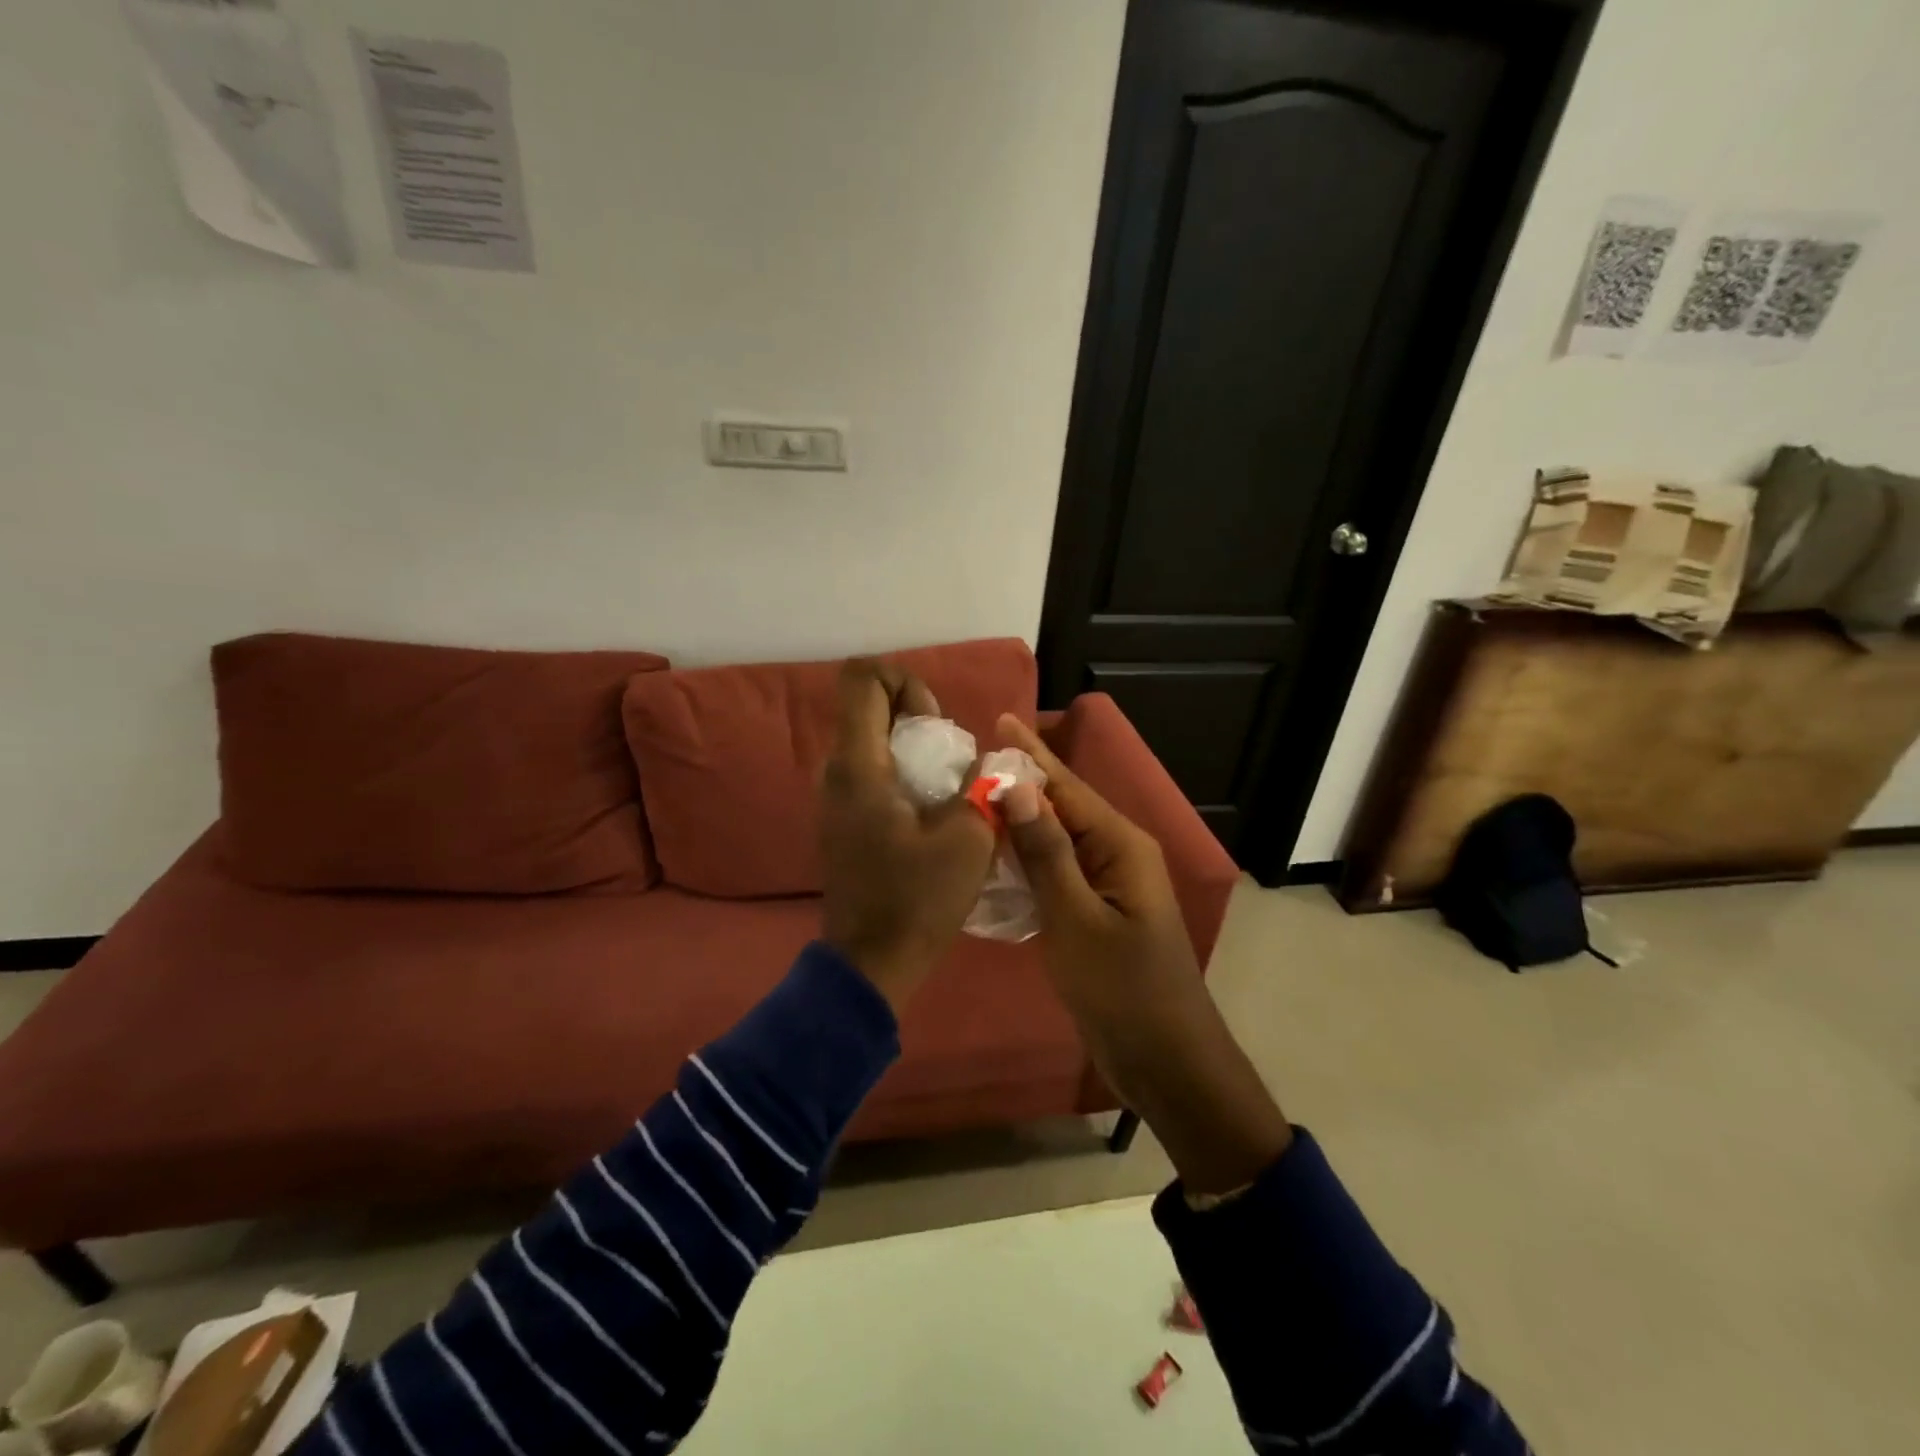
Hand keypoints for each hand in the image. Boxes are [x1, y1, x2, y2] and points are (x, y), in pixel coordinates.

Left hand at [820, 660, 995, 1011]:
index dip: (904, 680)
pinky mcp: (842, 820)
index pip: (862, 678)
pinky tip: (930, 812)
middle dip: (915, 716)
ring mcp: (835, 797)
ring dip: (912, 748)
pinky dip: (901, 773)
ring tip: (947, 787)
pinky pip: (871, 772)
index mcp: (860, 765)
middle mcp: (837, 771)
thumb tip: (986, 765)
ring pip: (871, 740)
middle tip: (950, 758)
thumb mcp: (969, 839)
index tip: (935, 723)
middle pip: (869, 706)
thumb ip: (983, 787)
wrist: (872, 962)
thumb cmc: (918, 900)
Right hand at [997, 714, 1289, 1192]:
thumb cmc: (1122, 989)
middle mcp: (1117, 853)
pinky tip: (993, 856)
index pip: (1067, 786)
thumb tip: (1016, 787)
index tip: (997, 720)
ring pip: (1057, 840)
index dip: (1030, 754)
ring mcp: (1108, 885)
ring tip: (972, 798)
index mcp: (1120, 844)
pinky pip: (1057, 872)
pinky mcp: (1096, 913)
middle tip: (969, 761)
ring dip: (1020, 820)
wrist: (1165, 1060)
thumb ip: (1045, 852)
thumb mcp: (1075, 918)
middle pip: (1063, 806)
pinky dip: (1026, 859)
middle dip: (1021, 782)